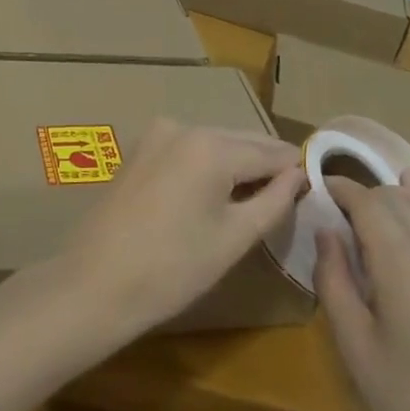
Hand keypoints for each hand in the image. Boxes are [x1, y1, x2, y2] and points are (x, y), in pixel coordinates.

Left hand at [57, 120, 303, 346]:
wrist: (94, 284)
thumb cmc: (171, 269)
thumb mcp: (233, 238)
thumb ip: (273, 201)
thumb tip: (299, 175)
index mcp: (212, 145)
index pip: (269, 151)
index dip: (295, 168)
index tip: (316, 183)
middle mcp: (185, 126)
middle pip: (241, 141)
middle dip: (266, 163)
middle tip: (292, 191)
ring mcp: (158, 134)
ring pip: (214, 143)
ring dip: (237, 163)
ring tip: (258, 195)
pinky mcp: (140, 149)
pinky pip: (188, 149)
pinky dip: (208, 165)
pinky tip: (216, 192)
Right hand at [315, 175, 409, 410]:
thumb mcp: (355, 345)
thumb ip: (333, 280)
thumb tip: (325, 232)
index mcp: (397, 257)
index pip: (365, 200)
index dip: (338, 187)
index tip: (314, 188)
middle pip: (392, 196)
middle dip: (360, 194)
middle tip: (331, 214)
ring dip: (389, 196)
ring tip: (364, 213)